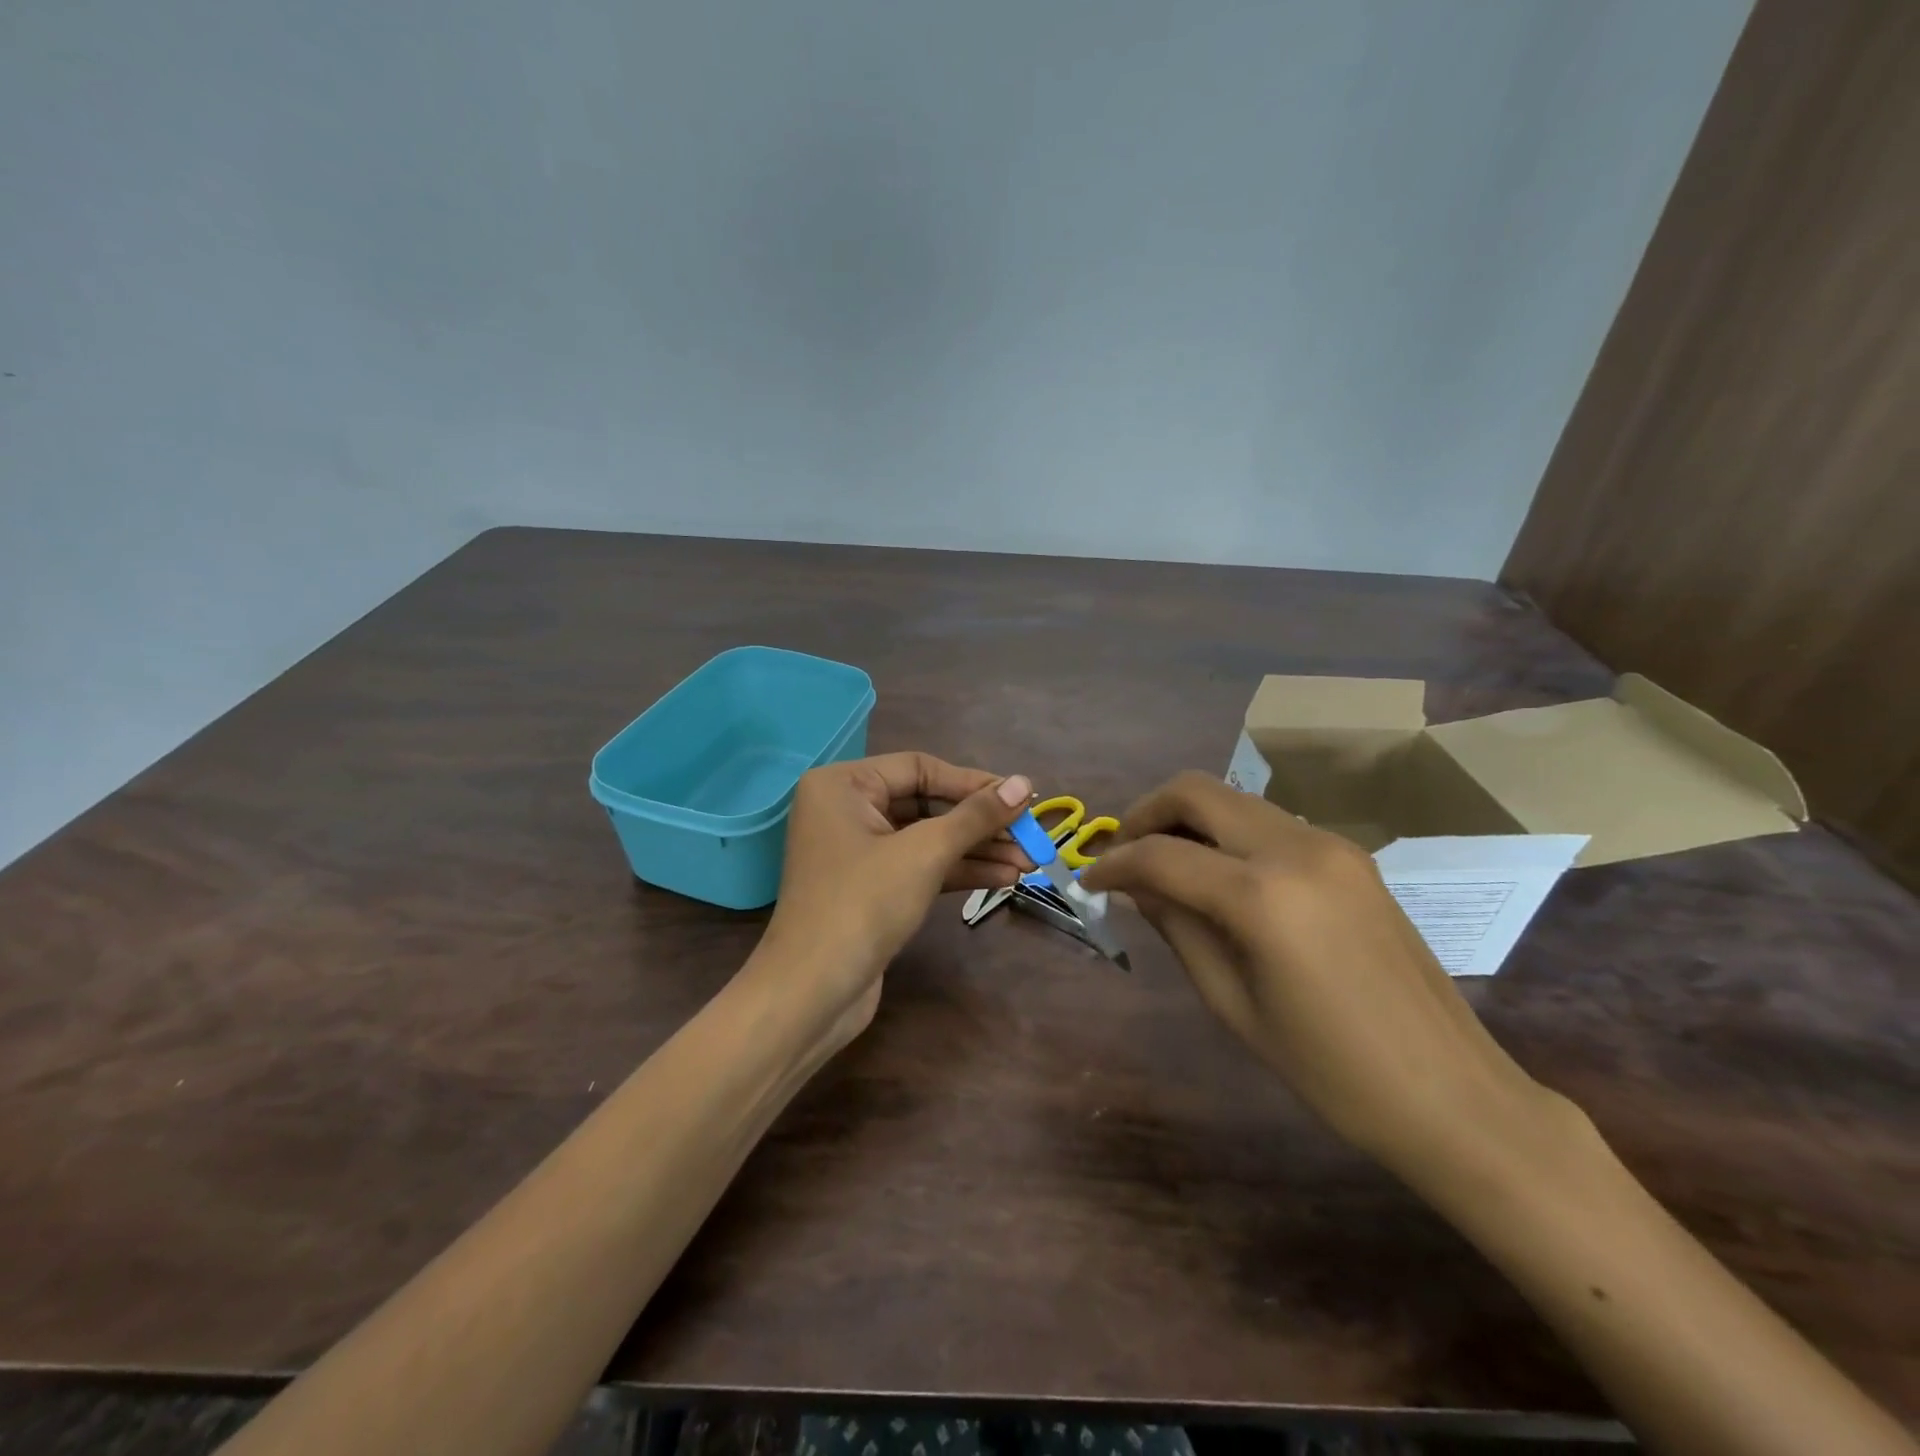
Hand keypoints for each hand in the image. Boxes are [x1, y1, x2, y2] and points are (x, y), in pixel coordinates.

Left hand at [756, 753, 1032, 1045]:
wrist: (812, 994)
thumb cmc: (862, 905)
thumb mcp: (924, 853)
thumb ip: (975, 817)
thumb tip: (1023, 783)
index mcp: (843, 785)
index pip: (919, 768)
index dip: (973, 783)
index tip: (1021, 798)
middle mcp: (846, 809)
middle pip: (926, 804)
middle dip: (980, 823)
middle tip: (1031, 835)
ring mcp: (858, 851)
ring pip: (927, 838)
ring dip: (977, 849)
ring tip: (1029, 861)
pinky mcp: (871, 888)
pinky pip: (920, 866)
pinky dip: (958, 870)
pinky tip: (1003, 877)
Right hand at [1082, 771, 1557, 1176]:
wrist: (1452, 1093)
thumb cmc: (1329, 1070)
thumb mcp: (1232, 1003)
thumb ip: (1177, 927)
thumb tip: (1133, 885)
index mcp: (1263, 896)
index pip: (1162, 855)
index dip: (1114, 864)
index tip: (1089, 881)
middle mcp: (1296, 848)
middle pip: (1196, 791)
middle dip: (1146, 814)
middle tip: (1122, 855)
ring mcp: (1330, 844)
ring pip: (1233, 800)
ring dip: (1187, 821)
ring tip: (1164, 867)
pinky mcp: (1350, 855)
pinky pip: (1268, 823)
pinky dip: (1227, 835)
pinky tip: (1218, 877)